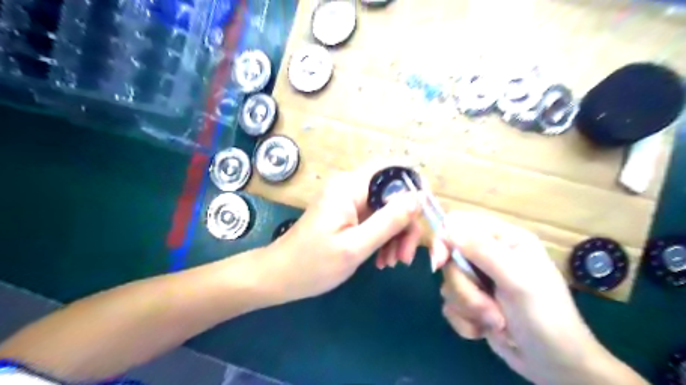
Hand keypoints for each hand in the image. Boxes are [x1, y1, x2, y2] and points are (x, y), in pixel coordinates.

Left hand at [263, 164, 423, 302]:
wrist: (279, 277)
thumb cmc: (312, 264)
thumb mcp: (355, 246)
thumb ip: (389, 221)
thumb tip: (419, 198)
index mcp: (350, 186)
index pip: (394, 170)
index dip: (415, 187)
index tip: (425, 217)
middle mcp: (351, 187)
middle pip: (393, 194)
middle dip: (405, 223)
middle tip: (405, 256)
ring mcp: (349, 201)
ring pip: (387, 209)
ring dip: (396, 235)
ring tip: (392, 262)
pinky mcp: (348, 214)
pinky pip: (376, 220)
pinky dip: (384, 238)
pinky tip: (382, 260)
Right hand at [434, 211, 610, 384]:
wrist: (555, 366)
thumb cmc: (545, 317)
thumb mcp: (517, 280)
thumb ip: (482, 250)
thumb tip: (448, 227)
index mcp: (504, 239)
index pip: (460, 223)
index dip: (444, 239)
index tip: (439, 262)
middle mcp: (489, 255)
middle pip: (450, 258)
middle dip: (465, 287)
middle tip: (488, 307)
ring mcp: (479, 279)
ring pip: (449, 283)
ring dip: (468, 307)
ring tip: (496, 322)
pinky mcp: (471, 302)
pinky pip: (450, 304)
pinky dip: (465, 321)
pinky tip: (484, 330)